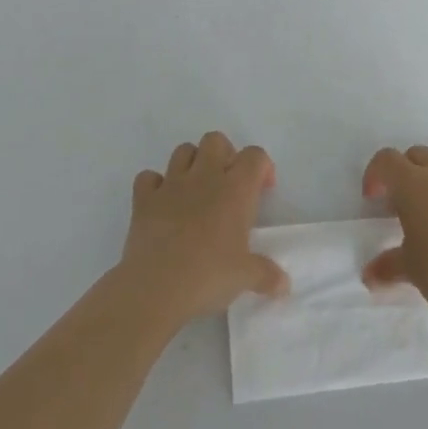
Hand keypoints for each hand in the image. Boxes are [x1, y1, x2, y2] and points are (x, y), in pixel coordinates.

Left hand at [119, 132, 287, 327]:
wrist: (156, 288)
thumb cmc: (208, 276)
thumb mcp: (245, 277)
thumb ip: (266, 275)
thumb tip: (284, 285)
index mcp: (235, 189)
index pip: (255, 156)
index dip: (262, 167)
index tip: (262, 190)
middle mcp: (204, 177)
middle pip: (216, 140)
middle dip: (224, 154)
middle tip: (228, 185)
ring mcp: (171, 184)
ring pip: (183, 150)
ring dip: (191, 164)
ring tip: (196, 192)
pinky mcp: (144, 199)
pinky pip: (148, 178)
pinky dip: (155, 185)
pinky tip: (161, 204)